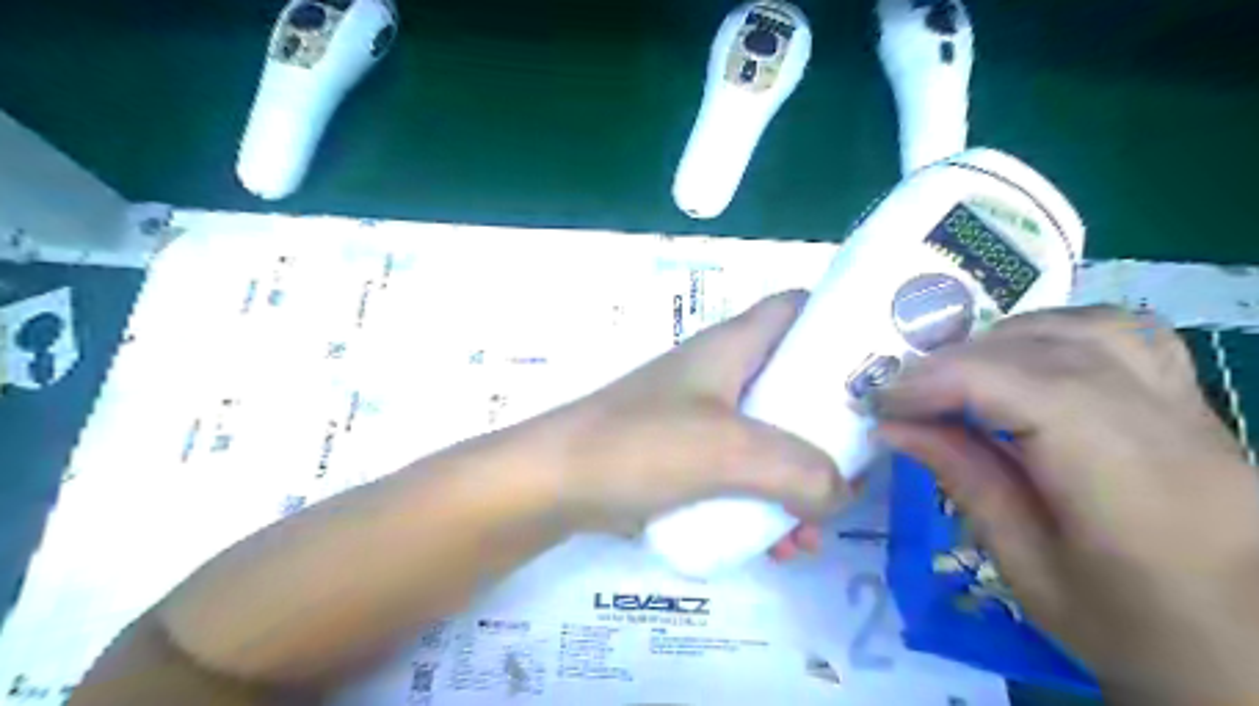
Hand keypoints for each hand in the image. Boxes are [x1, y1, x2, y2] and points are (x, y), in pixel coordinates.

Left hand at [550, 289, 856, 542]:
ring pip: (772, 437)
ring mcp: (702, 416)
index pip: (795, 308)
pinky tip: (777, 547)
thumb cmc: (640, 445)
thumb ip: (799, 470)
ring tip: (814, 531)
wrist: (554, 483)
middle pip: (793, 382)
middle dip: (829, 427)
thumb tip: (841, 494)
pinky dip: (764, 503)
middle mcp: (721, 374)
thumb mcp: (729, 450)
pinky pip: (741, 473)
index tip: (880, 364)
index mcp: (732, 347)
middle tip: (860, 466)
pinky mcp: (686, 455)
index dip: (838, 322)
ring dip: (799, 480)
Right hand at [872, 305, 1258, 702]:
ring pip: (1088, 328)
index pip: (1026, 389)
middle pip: (1048, 351)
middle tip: (905, 392)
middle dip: (957, 360)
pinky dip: (1059, 331)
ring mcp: (1191, 408)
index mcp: (1127, 486)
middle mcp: (1167, 428)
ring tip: (957, 372)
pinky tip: (1026, 357)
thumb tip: (894, 427)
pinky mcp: (1193, 404)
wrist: (1252, 658)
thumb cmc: (1129, 630)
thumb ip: (964, 480)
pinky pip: (1127, 334)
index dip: (942, 381)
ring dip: (1005, 339)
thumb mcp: (1027, 568)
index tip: (884, 402)